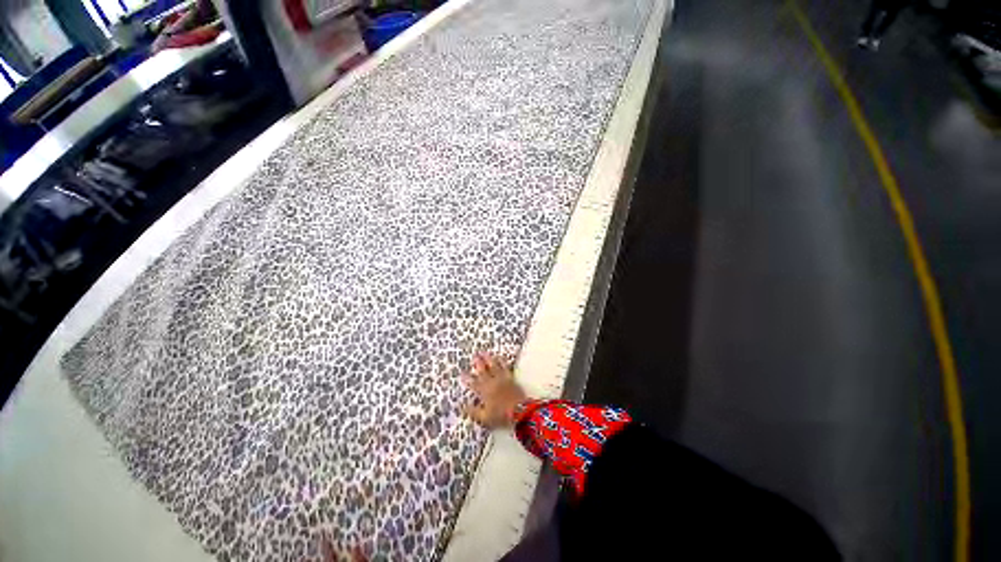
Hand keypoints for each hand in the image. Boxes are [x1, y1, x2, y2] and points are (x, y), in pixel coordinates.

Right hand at [462, 353, 527, 428]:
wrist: (519, 411)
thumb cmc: (500, 415)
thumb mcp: (484, 418)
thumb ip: (473, 411)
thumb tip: (463, 406)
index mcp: (484, 391)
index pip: (473, 383)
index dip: (467, 378)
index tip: (462, 373)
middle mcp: (491, 382)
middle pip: (483, 370)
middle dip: (477, 363)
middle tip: (474, 356)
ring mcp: (501, 378)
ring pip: (493, 366)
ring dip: (488, 358)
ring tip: (484, 352)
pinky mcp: (510, 377)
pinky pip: (505, 366)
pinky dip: (501, 360)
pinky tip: (499, 356)